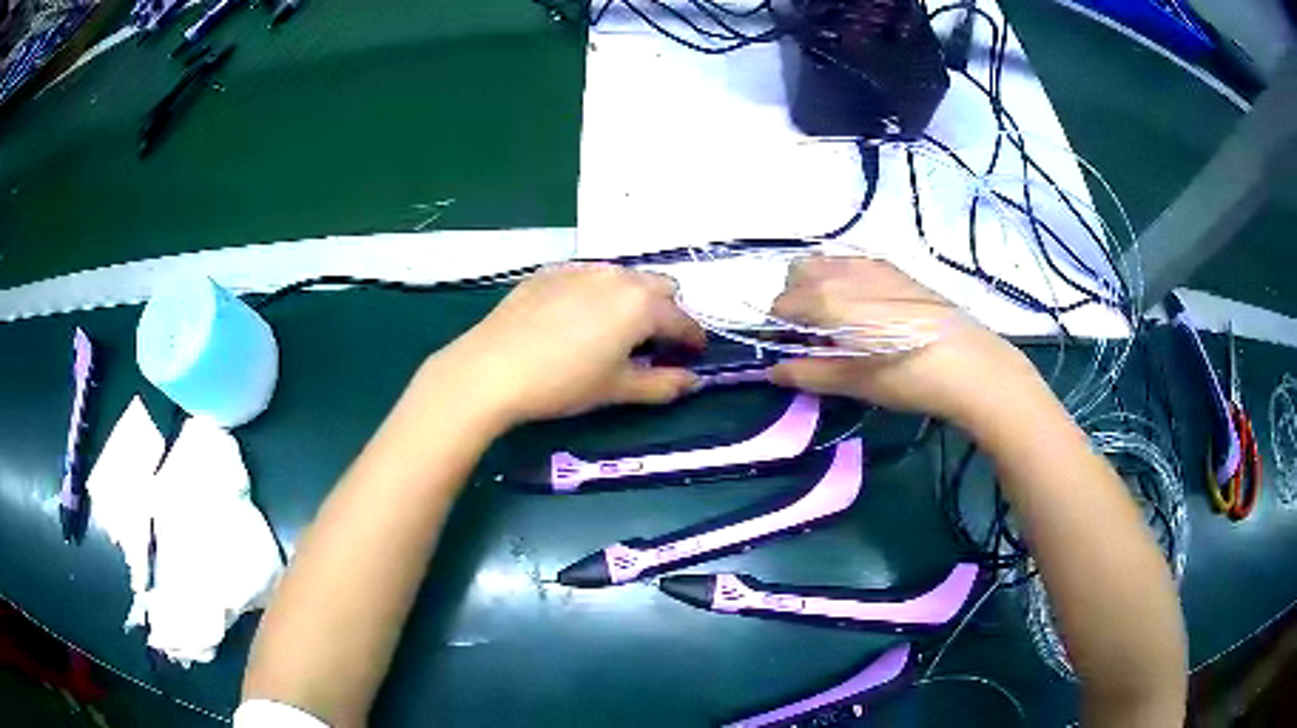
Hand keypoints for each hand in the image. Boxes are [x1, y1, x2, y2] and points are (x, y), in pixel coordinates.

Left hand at [425, 263, 704, 426]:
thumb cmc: (563, 383)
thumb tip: (693, 381)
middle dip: (665, 312)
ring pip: (623, 277)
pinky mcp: (551, 271)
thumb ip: (663, 384)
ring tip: (613, 330)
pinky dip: (596, 294)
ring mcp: (582, 269)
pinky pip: (588, 276)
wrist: (492, 368)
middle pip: (659, 286)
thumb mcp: (617, 389)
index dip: (693, 339)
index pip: (683, 320)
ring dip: (631, 299)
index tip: (693, 355)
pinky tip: (575, 319)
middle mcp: (618, 276)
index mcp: (642, 304)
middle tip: (651, 343)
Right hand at [768, 257, 1040, 427]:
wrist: (967, 362)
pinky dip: (844, 281)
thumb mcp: (852, 381)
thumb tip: (773, 370)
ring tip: (841, 323)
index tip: (793, 353)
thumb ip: (807, 372)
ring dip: (818, 287)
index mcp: (825, 297)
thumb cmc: (905, 376)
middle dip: (795, 300)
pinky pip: (852, 264)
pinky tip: (868, 311)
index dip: (778, 331)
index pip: (780, 305)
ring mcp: (870, 264)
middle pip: (797, 274)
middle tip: (815, 336)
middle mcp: (841, 270)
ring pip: (824, 263)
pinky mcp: (894, 267)